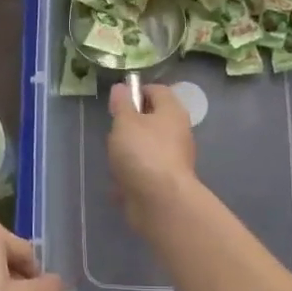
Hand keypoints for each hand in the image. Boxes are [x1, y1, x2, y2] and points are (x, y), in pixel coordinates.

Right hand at [107, 82, 197, 225]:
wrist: (161, 202)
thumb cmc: (143, 153)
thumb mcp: (125, 122)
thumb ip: (121, 104)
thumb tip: (121, 88)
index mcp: (172, 111)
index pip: (157, 90)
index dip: (136, 92)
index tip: (117, 103)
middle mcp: (178, 132)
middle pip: (152, 120)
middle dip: (129, 126)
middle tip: (114, 133)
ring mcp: (174, 158)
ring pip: (147, 147)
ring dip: (129, 153)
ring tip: (114, 161)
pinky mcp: (167, 181)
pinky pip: (146, 171)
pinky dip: (133, 176)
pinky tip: (119, 185)